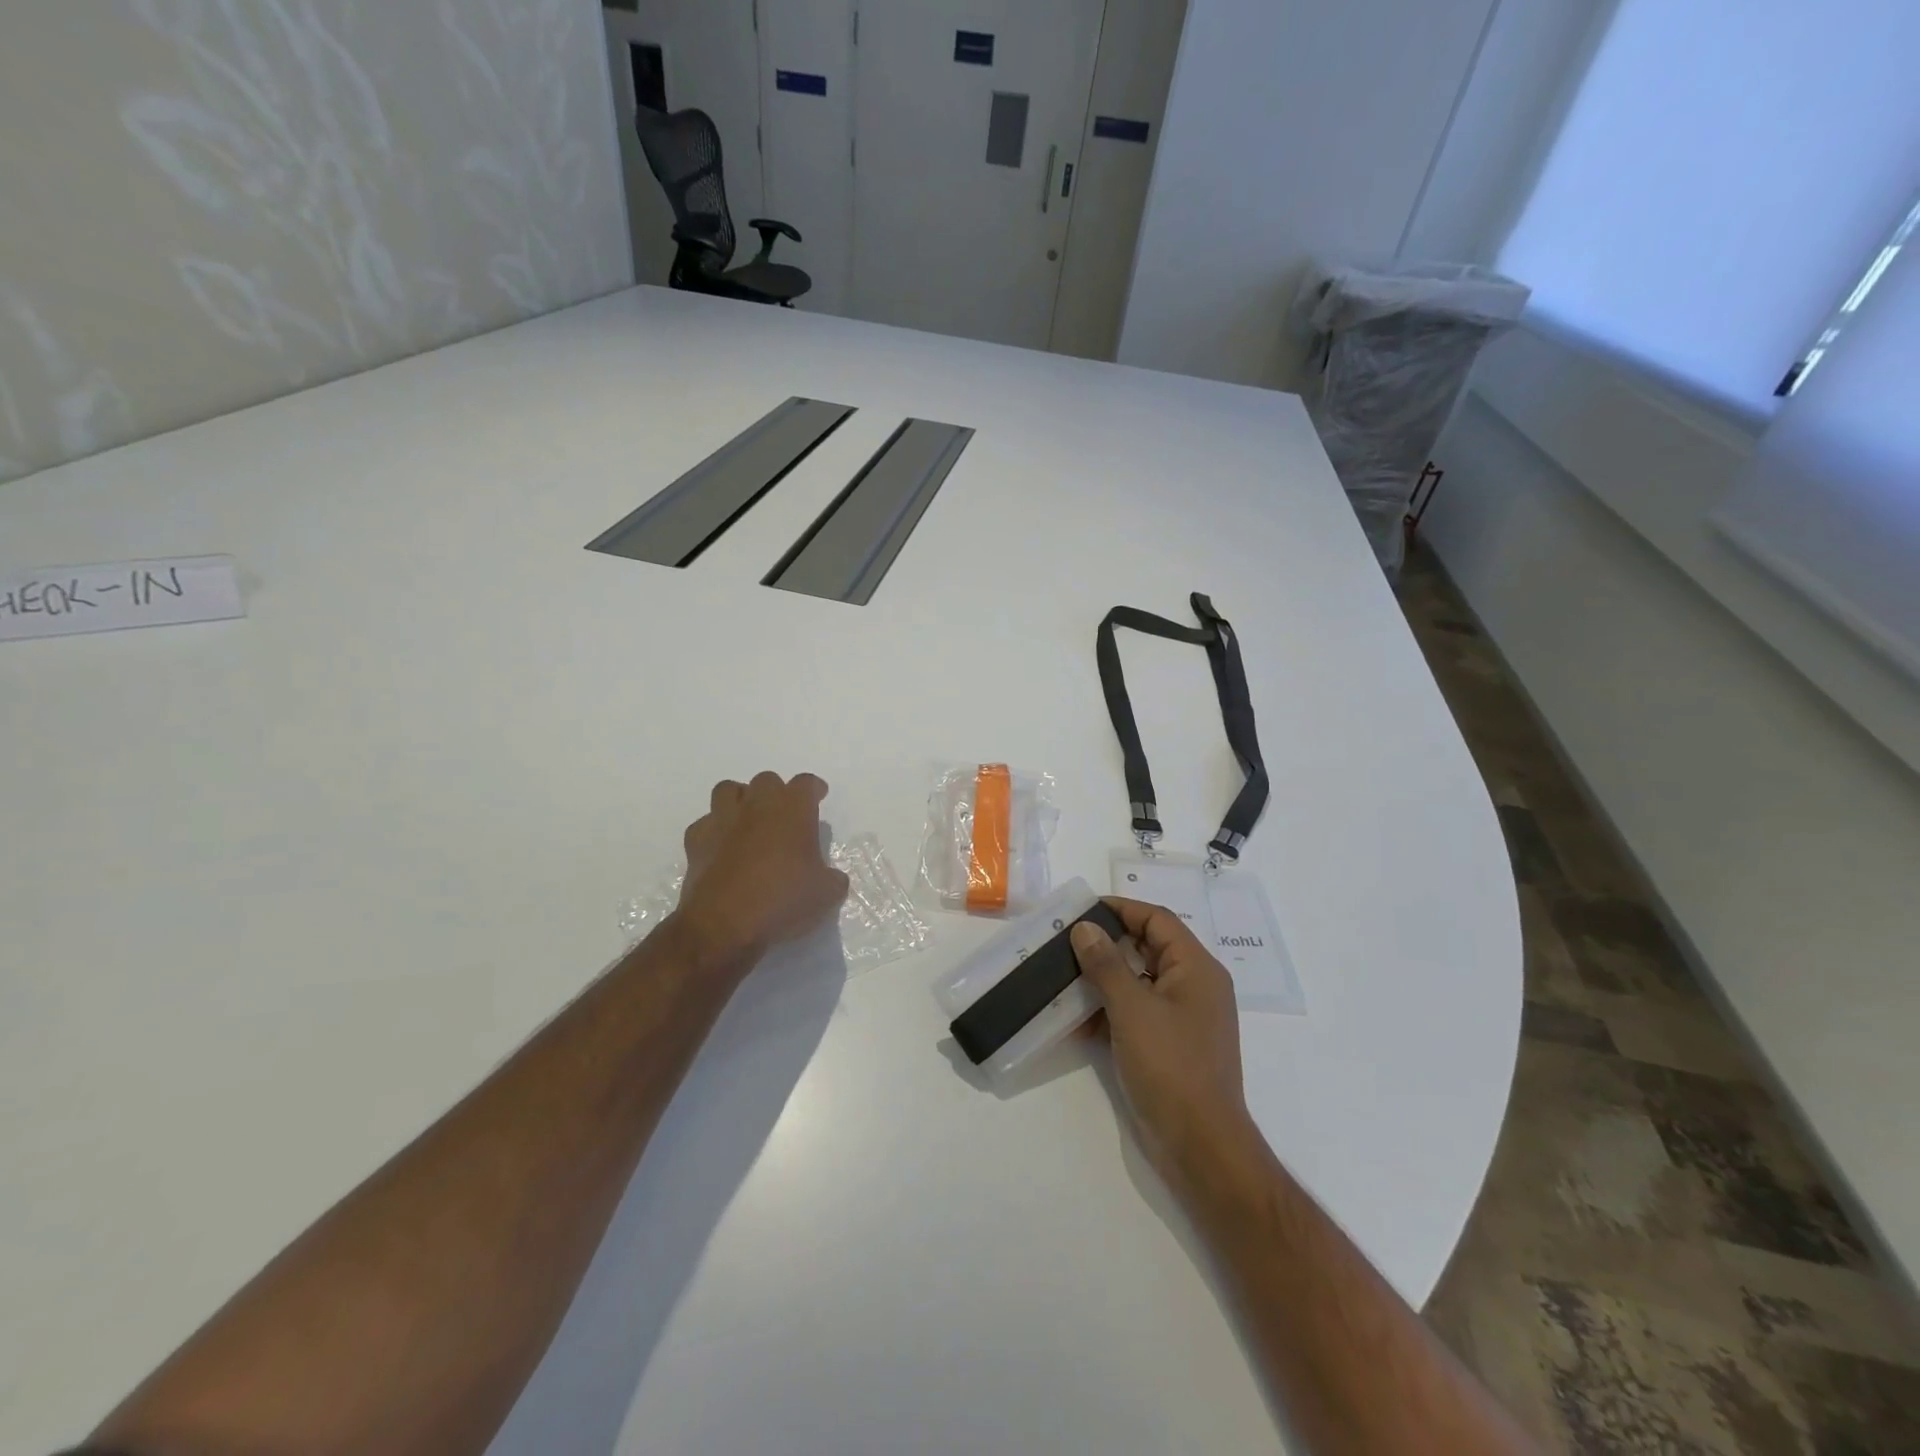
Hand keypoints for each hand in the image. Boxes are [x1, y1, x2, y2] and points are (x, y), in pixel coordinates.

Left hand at [674, 772, 849, 970]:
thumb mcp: (827, 894)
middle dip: (777, 794)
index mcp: (793, 809)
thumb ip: (832, 878)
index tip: (818, 797)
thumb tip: (829, 877)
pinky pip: (706, 823)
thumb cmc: (783, 900)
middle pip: (767, 781)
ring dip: (741, 801)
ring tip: (749, 822)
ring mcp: (722, 820)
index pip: (806, 783)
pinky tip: (722, 849)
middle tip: (784, 817)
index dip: (814, 789)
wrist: (723, 925)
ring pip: (729, 790)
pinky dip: (715, 831)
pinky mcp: (695, 841)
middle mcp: (756, 805)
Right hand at [1072, 899, 1256, 1189]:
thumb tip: (1085, 928)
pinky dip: (1109, 1010)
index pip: (1157, 920)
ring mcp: (1183, 1018)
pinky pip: (1137, 1012)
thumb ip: (1106, 964)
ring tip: (1063, 974)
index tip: (1082, 909)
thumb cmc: (1171, 1066)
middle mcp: (1194, 986)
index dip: (1121, 908)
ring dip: (1103, 978)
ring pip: (1139, 981)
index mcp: (1196, 968)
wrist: (1200, 1146)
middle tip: (1066, 939)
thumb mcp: (1132, 1009)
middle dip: (1107, 943)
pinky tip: (1076, 1018)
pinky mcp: (1169, 1045)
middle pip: (1148, 948)